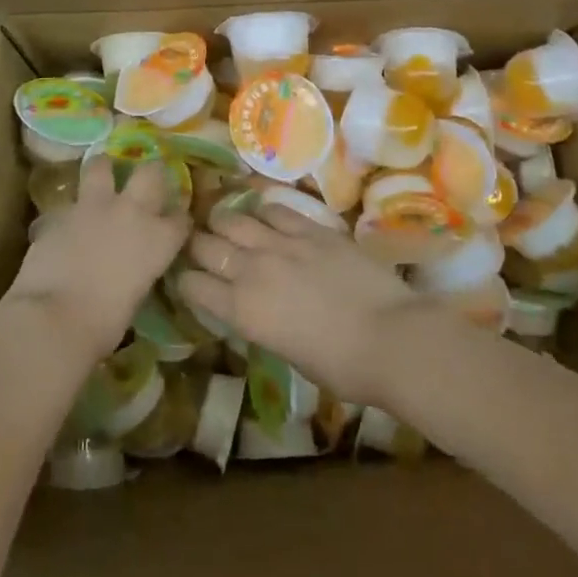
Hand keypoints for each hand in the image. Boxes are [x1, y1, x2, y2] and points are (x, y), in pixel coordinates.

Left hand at [7, 156, 191, 362]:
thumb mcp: (135, 296)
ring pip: (102, 166)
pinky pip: (70, 202)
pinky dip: (71, 209)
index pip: (181, 219)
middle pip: (151, 173)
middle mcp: (132, 213)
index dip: (178, 220)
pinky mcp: (60, 212)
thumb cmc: (103, 325)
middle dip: (152, 173)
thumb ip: (138, 270)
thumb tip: (130, 267)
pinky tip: (66, 221)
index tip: (175, 224)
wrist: (53, 319)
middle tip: (147, 179)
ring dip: (104, 168)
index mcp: (159, 240)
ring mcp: (94, 207)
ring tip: (102, 172)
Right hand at [176, 205, 436, 407]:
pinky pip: (274, 209)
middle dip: (197, 245)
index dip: (186, 280)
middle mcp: (252, 270)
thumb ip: (262, 323)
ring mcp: (282, 243)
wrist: (392, 338)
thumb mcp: (288, 353)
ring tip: (226, 223)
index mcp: (242, 311)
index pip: (192, 285)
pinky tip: (264, 215)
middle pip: (205, 245)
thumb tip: (256, 309)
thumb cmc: (343, 367)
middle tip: (202, 247)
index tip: (189, 279)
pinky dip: (262, 211)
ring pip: (233, 218)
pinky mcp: (311, 228)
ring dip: (224, 221)